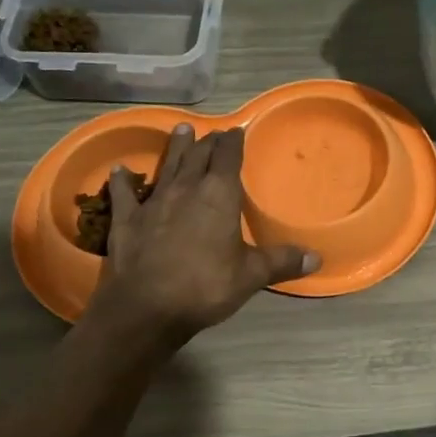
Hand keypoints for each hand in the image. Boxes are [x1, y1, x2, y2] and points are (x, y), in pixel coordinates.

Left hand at [92, 124, 318, 339]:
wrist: (147, 307)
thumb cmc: (206, 286)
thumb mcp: (252, 276)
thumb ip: (283, 262)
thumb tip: (317, 257)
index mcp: (219, 195)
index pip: (228, 157)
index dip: (233, 142)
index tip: (236, 130)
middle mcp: (186, 189)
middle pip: (199, 156)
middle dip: (208, 142)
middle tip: (214, 133)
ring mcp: (154, 202)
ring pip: (167, 167)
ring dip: (175, 148)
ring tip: (180, 129)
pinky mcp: (127, 220)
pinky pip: (125, 194)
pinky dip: (122, 181)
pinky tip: (118, 170)